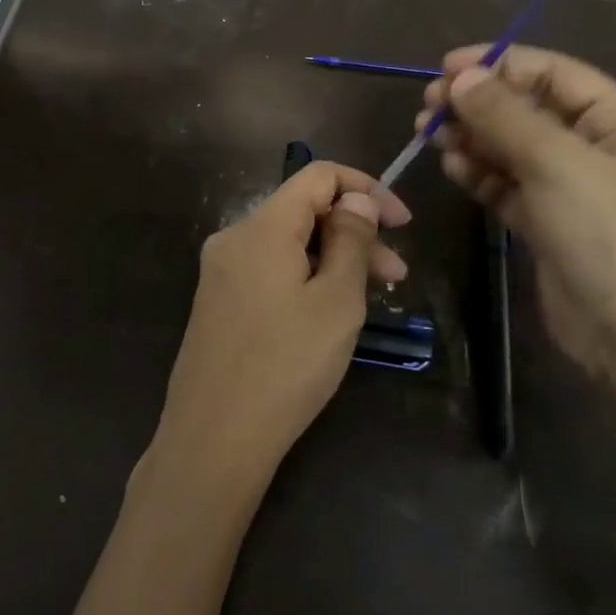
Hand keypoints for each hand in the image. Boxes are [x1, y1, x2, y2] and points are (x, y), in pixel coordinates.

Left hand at [153, 162, 411, 493]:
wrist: (213, 439)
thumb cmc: (286, 366)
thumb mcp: (336, 301)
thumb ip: (350, 240)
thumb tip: (356, 199)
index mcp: (261, 227)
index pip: (318, 175)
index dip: (365, 189)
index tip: (402, 223)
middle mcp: (234, 237)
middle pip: (303, 211)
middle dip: (355, 232)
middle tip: (396, 277)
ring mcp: (221, 270)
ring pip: (288, 244)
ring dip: (333, 259)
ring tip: (373, 299)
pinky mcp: (218, 300)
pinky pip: (270, 269)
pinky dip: (305, 277)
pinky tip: (329, 311)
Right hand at [418, 45, 615, 427]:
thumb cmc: (610, 235)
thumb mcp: (557, 164)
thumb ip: (505, 116)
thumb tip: (462, 77)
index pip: (551, 72)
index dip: (498, 64)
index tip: (445, 68)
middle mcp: (593, 146)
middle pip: (525, 108)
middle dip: (477, 103)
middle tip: (428, 107)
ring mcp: (568, 186)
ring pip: (509, 146)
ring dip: (471, 137)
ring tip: (430, 136)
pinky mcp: (545, 220)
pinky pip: (505, 183)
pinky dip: (478, 172)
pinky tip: (452, 168)